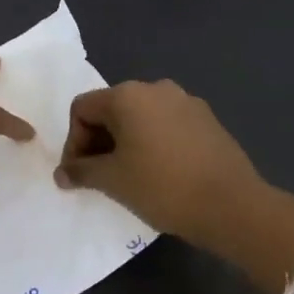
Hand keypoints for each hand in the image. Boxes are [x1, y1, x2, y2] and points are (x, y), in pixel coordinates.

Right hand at [53, 79, 264, 245]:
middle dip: (98, 142)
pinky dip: (153, 144)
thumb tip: (63, 173)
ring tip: (128, 177)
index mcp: (129, 95)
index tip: (78, 175)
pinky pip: (167, 126)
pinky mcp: (207, 120)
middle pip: (112, 109)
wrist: (230, 205)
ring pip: (141, 118)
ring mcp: (187, 102)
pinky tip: (160, 173)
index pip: (83, 109)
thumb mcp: (113, 180)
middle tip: (98, 178)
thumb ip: (81, 171)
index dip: (73, 142)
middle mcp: (157, 88)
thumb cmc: (162, 187)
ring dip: (126, 143)